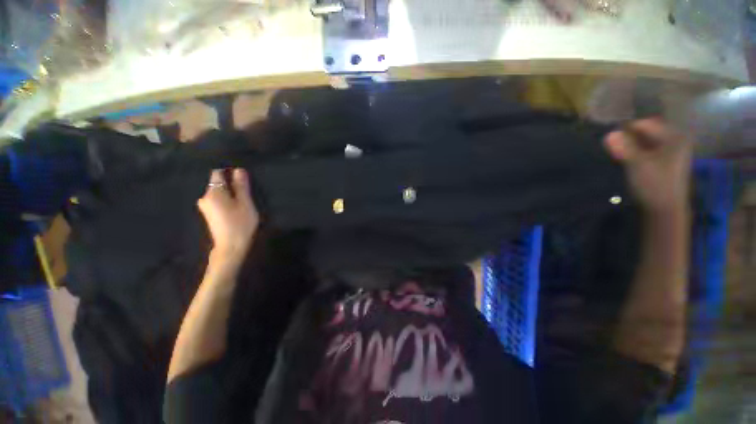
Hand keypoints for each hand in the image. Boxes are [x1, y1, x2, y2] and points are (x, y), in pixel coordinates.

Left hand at [197, 169, 259, 261]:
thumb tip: (239, 170)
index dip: (230, 172)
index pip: (218, 173)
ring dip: (230, 194)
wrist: (231, 247)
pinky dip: (227, 201)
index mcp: (213, 192)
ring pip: (219, 193)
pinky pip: (218, 201)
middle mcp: (205, 197)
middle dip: (232, 185)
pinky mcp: (209, 214)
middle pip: (218, 183)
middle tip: (247, 193)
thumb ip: (241, 186)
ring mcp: (205, 207)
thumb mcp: (245, 203)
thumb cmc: (240, 224)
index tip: (243, 179)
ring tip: (243, 202)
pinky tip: (236, 210)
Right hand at [604, 119, 691, 214]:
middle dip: (629, 138)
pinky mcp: (667, 161)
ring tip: (618, 154)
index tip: (610, 139)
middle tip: (613, 147)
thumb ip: (624, 147)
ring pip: (646, 142)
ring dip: (631, 146)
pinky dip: (637, 152)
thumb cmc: (654, 184)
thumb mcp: (637, 164)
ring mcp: (672, 151)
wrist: (665, 209)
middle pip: (646, 132)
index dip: (626, 130)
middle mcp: (676, 140)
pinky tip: (628, 160)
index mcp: (674, 136)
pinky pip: (649, 150)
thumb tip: (609, 134)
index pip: (644, 124)